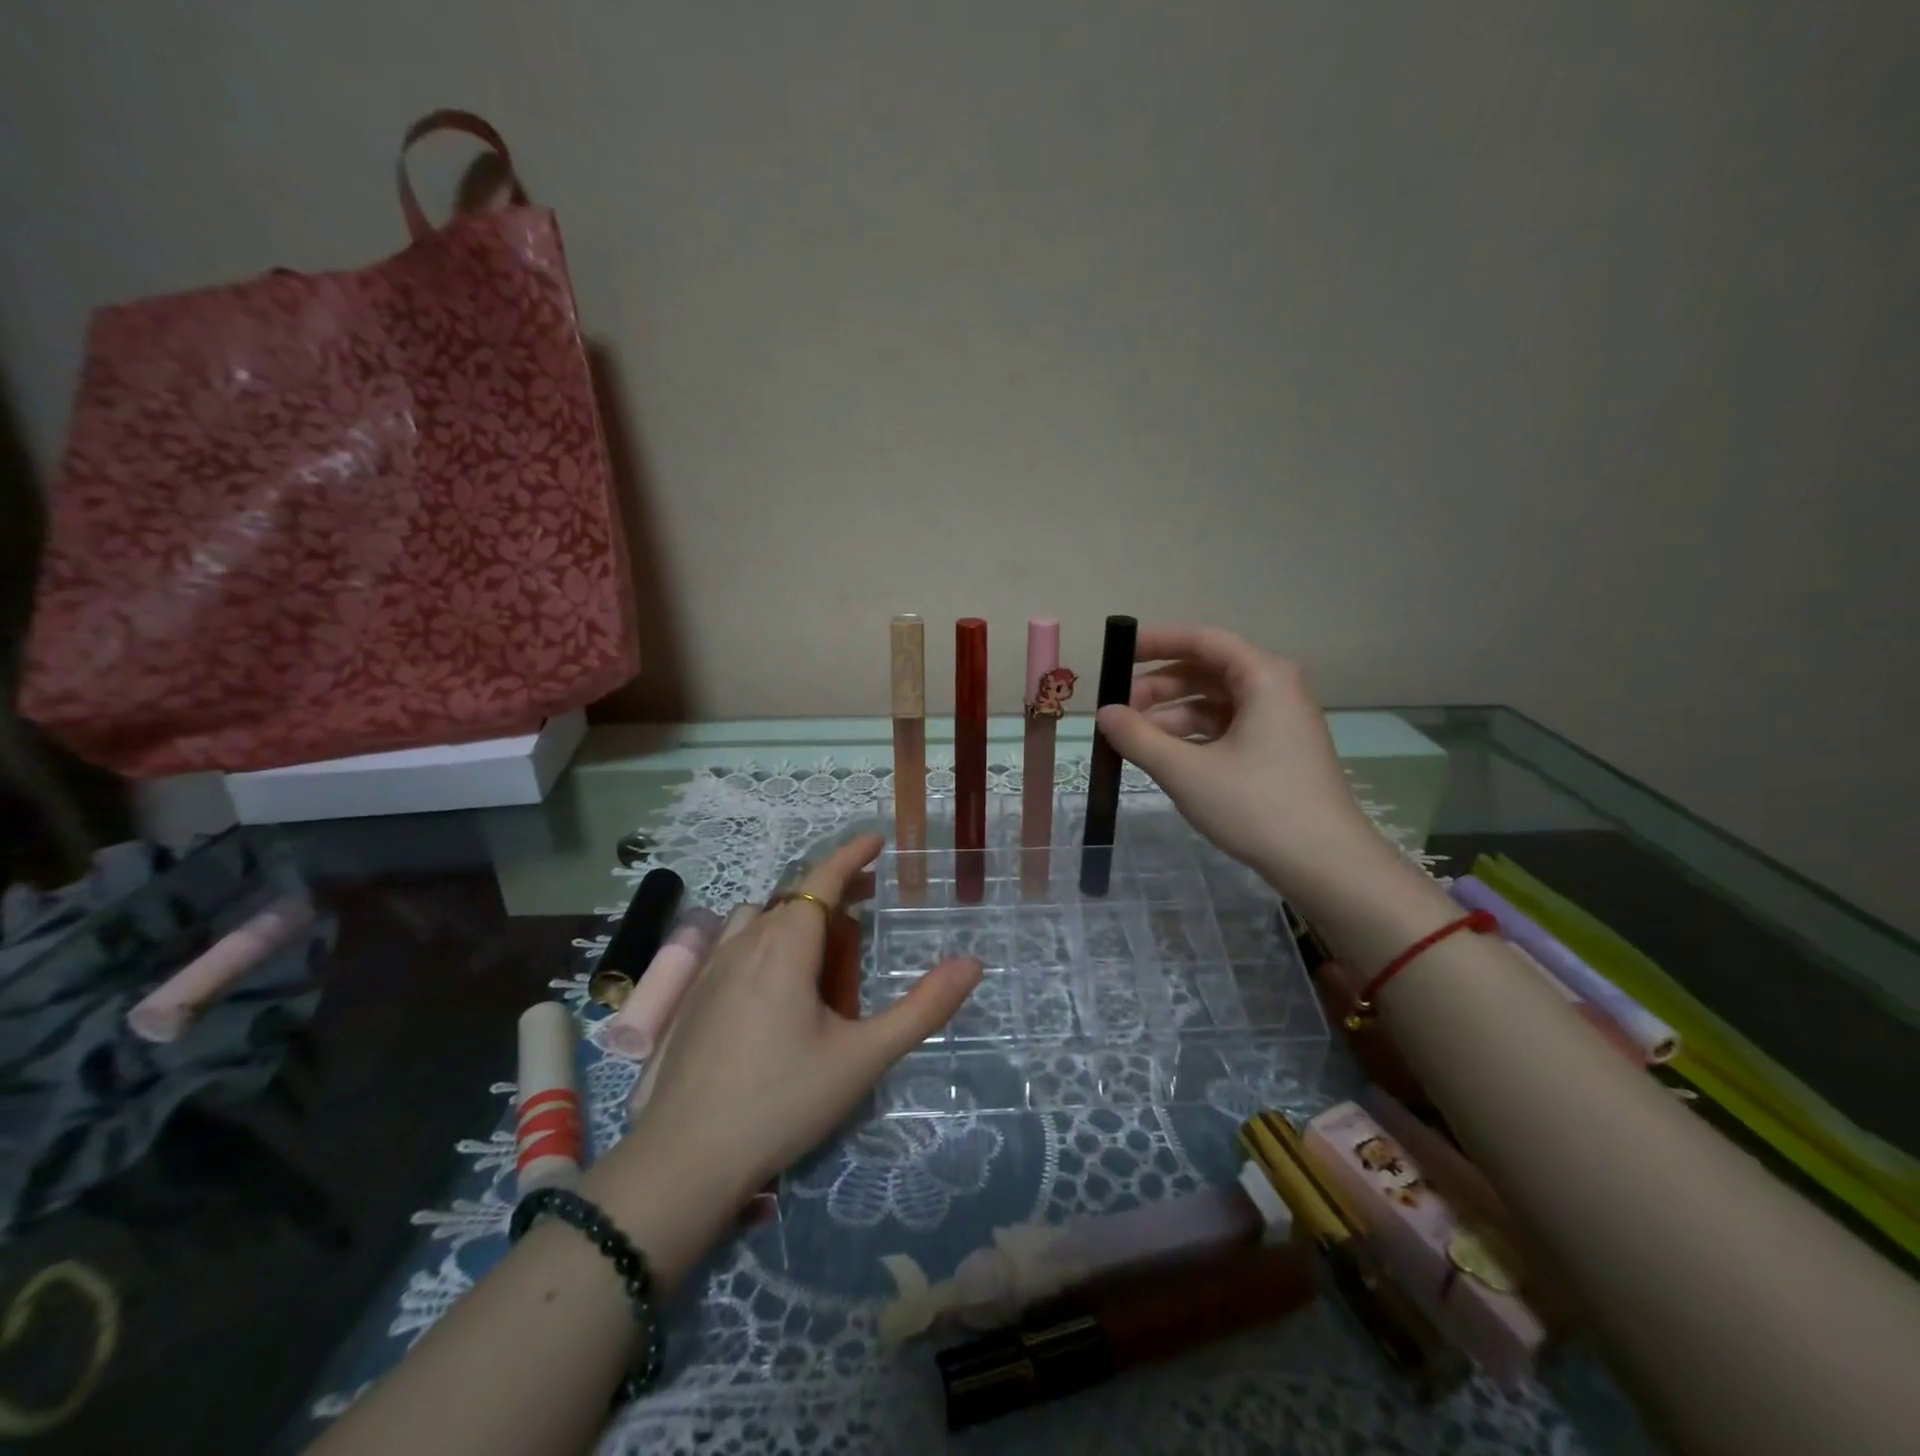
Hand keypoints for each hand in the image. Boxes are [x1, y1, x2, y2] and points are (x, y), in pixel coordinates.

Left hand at [628, 833, 982, 1203]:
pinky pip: (736, 942)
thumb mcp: (863, 1057)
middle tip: (868, 897)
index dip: (851, 854)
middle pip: (794, 896)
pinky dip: (766, 936)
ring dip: (795, 911)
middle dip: (833, 887)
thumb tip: (972, 964)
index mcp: (786, 947)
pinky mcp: (692, 996)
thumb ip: (922, 1009)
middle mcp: (745, 943)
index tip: (878, 839)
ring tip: (823, 938)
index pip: (822, 879)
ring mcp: (711, 969)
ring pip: (760, 916)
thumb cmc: (782, 1101)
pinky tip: (775, 978)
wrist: (685, 1159)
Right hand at [1092, 624, 1381, 895]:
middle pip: (1206, 671)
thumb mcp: (1185, 771)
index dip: (1156, 642)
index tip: (1117, 655)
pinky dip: (1193, 737)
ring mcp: (1279, 722)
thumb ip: (1137, 737)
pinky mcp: (1278, 751)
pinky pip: (1227, 728)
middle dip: (1158, 688)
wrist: (1326, 864)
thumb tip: (1104, 714)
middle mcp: (1275, 689)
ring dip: (1171, 717)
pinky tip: (1165, 758)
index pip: (1202, 640)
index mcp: (1263, 677)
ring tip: (1134, 741)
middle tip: (1118, 711)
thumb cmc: (1256, 806)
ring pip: (1214, 704)